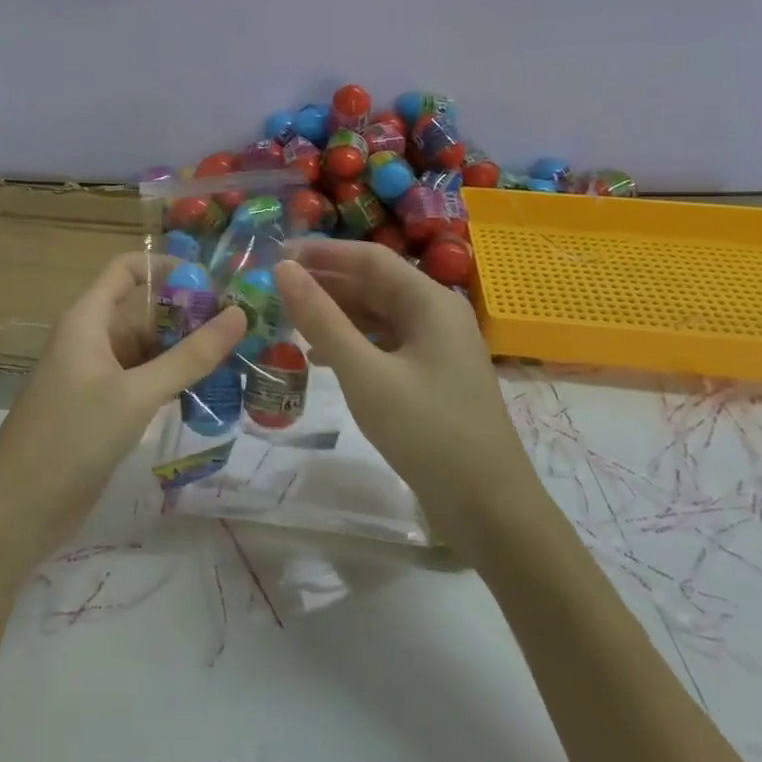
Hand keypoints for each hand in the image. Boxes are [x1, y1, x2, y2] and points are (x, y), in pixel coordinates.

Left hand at [0, 253, 244, 574]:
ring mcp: (97, 376)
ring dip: (187, 352)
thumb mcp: (136, 394)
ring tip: (240, 358)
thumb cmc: (71, 437)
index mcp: (88, 320)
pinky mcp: (103, 409)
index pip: (127, 269)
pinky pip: (144, 381)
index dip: (168, 267)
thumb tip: (240, 315)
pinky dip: (174, 382)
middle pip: (145, 310)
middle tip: (245, 328)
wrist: (18, 509)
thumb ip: (190, 357)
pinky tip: (210, 393)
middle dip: (190, 315)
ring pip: (148, 349)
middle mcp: (92, 339)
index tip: (215, 284)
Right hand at [276, 240, 527, 522]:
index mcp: (430, 302)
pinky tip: (320, 357)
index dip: (321, 253)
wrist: (488, 508)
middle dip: (325, 284)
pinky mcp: (431, 376)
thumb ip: (322, 319)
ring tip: (288, 320)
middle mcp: (437, 315)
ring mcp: (436, 347)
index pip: (369, 258)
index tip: (274, 256)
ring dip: (335, 315)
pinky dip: (351, 343)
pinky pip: (384, 344)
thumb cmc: (427, 432)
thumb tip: (283, 270)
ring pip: (377, 315)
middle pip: (374, 284)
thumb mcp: (365, 373)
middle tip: (273, 290)